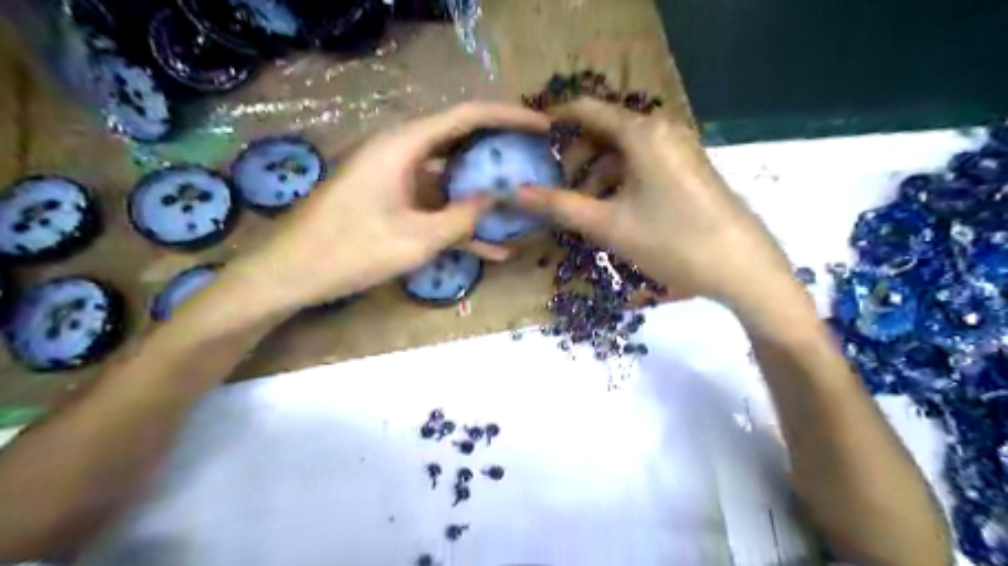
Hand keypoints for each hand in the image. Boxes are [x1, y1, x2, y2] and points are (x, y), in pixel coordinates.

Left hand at [230, 105, 549, 312]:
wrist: (292, 274)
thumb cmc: (350, 250)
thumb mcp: (416, 238)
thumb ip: (462, 218)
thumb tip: (497, 201)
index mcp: (404, 145)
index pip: (467, 117)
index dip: (509, 117)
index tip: (544, 127)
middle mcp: (403, 154)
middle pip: (462, 144)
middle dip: (501, 155)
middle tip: (538, 164)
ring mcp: (399, 181)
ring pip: (453, 181)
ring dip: (484, 198)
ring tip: (524, 208)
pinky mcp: (394, 204)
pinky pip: (436, 207)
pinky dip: (461, 224)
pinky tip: (493, 249)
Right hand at [519, 98, 795, 308]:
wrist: (741, 267)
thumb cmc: (671, 241)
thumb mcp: (608, 225)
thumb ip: (559, 206)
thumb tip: (515, 192)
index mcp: (642, 133)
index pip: (587, 111)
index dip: (555, 121)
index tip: (531, 139)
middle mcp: (662, 130)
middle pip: (605, 132)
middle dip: (576, 159)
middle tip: (557, 190)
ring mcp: (680, 149)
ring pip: (624, 152)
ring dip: (597, 176)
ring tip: (583, 211)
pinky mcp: (689, 169)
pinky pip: (644, 165)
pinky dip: (621, 182)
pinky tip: (614, 212)